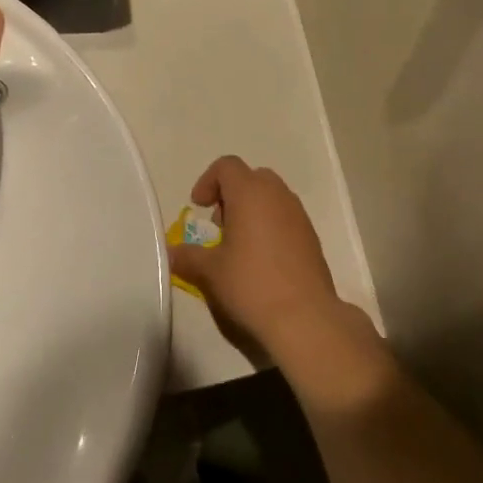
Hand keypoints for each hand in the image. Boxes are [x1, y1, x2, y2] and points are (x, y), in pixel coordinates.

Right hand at [169, 157, 349, 361]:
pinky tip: (262, 261)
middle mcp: (278, 195)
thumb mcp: (211, 272)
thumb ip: (188, 256)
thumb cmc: (252, 284)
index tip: (199, 208)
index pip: (227, 166)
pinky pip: (286, 217)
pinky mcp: (311, 237)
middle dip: (231, 195)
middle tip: (219, 226)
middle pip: (251, 177)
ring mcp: (299, 215)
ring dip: (251, 210)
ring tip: (238, 246)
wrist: (305, 317)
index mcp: (250, 193)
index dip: (208, 181)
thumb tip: (171, 253)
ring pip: (271, 197)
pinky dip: (270, 226)